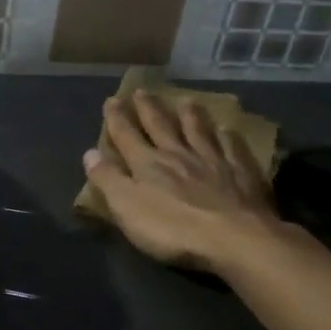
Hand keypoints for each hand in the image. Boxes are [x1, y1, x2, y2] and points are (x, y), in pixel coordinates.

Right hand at [83, 91, 278, 273]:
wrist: (233, 238)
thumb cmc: (173, 228)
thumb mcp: (127, 207)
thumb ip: (108, 179)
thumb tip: (89, 152)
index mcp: (148, 164)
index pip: (127, 135)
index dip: (117, 118)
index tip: (112, 100)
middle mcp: (179, 154)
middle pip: (161, 126)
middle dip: (148, 108)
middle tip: (142, 91)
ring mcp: (213, 161)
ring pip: (199, 131)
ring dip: (190, 115)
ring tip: (185, 100)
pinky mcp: (241, 173)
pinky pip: (233, 148)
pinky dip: (228, 136)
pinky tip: (228, 129)